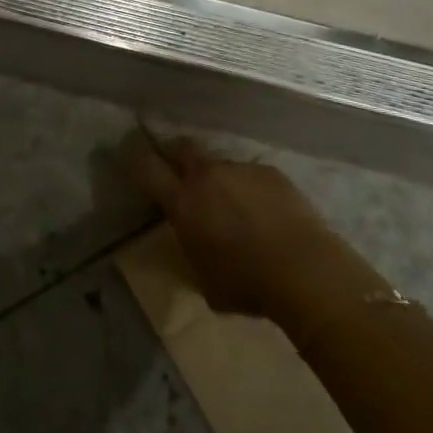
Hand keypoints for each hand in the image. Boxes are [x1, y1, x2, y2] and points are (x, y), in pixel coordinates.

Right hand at [127, 136, 382, 323]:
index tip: (126, 149)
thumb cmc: (248, 285)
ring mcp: (240, 169)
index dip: (133, 157)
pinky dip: (249, 188)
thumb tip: (190, 242)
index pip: (147, 168)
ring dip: (218, 178)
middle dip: (175, 153)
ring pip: (219, 164)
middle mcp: (207, 176)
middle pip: (182, 147)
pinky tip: (264, 212)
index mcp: (184, 202)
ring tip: (233, 205)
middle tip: (176, 167)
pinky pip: (250, 175)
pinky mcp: (270, 172)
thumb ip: (191, 251)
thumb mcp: (204, 280)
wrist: (306, 270)